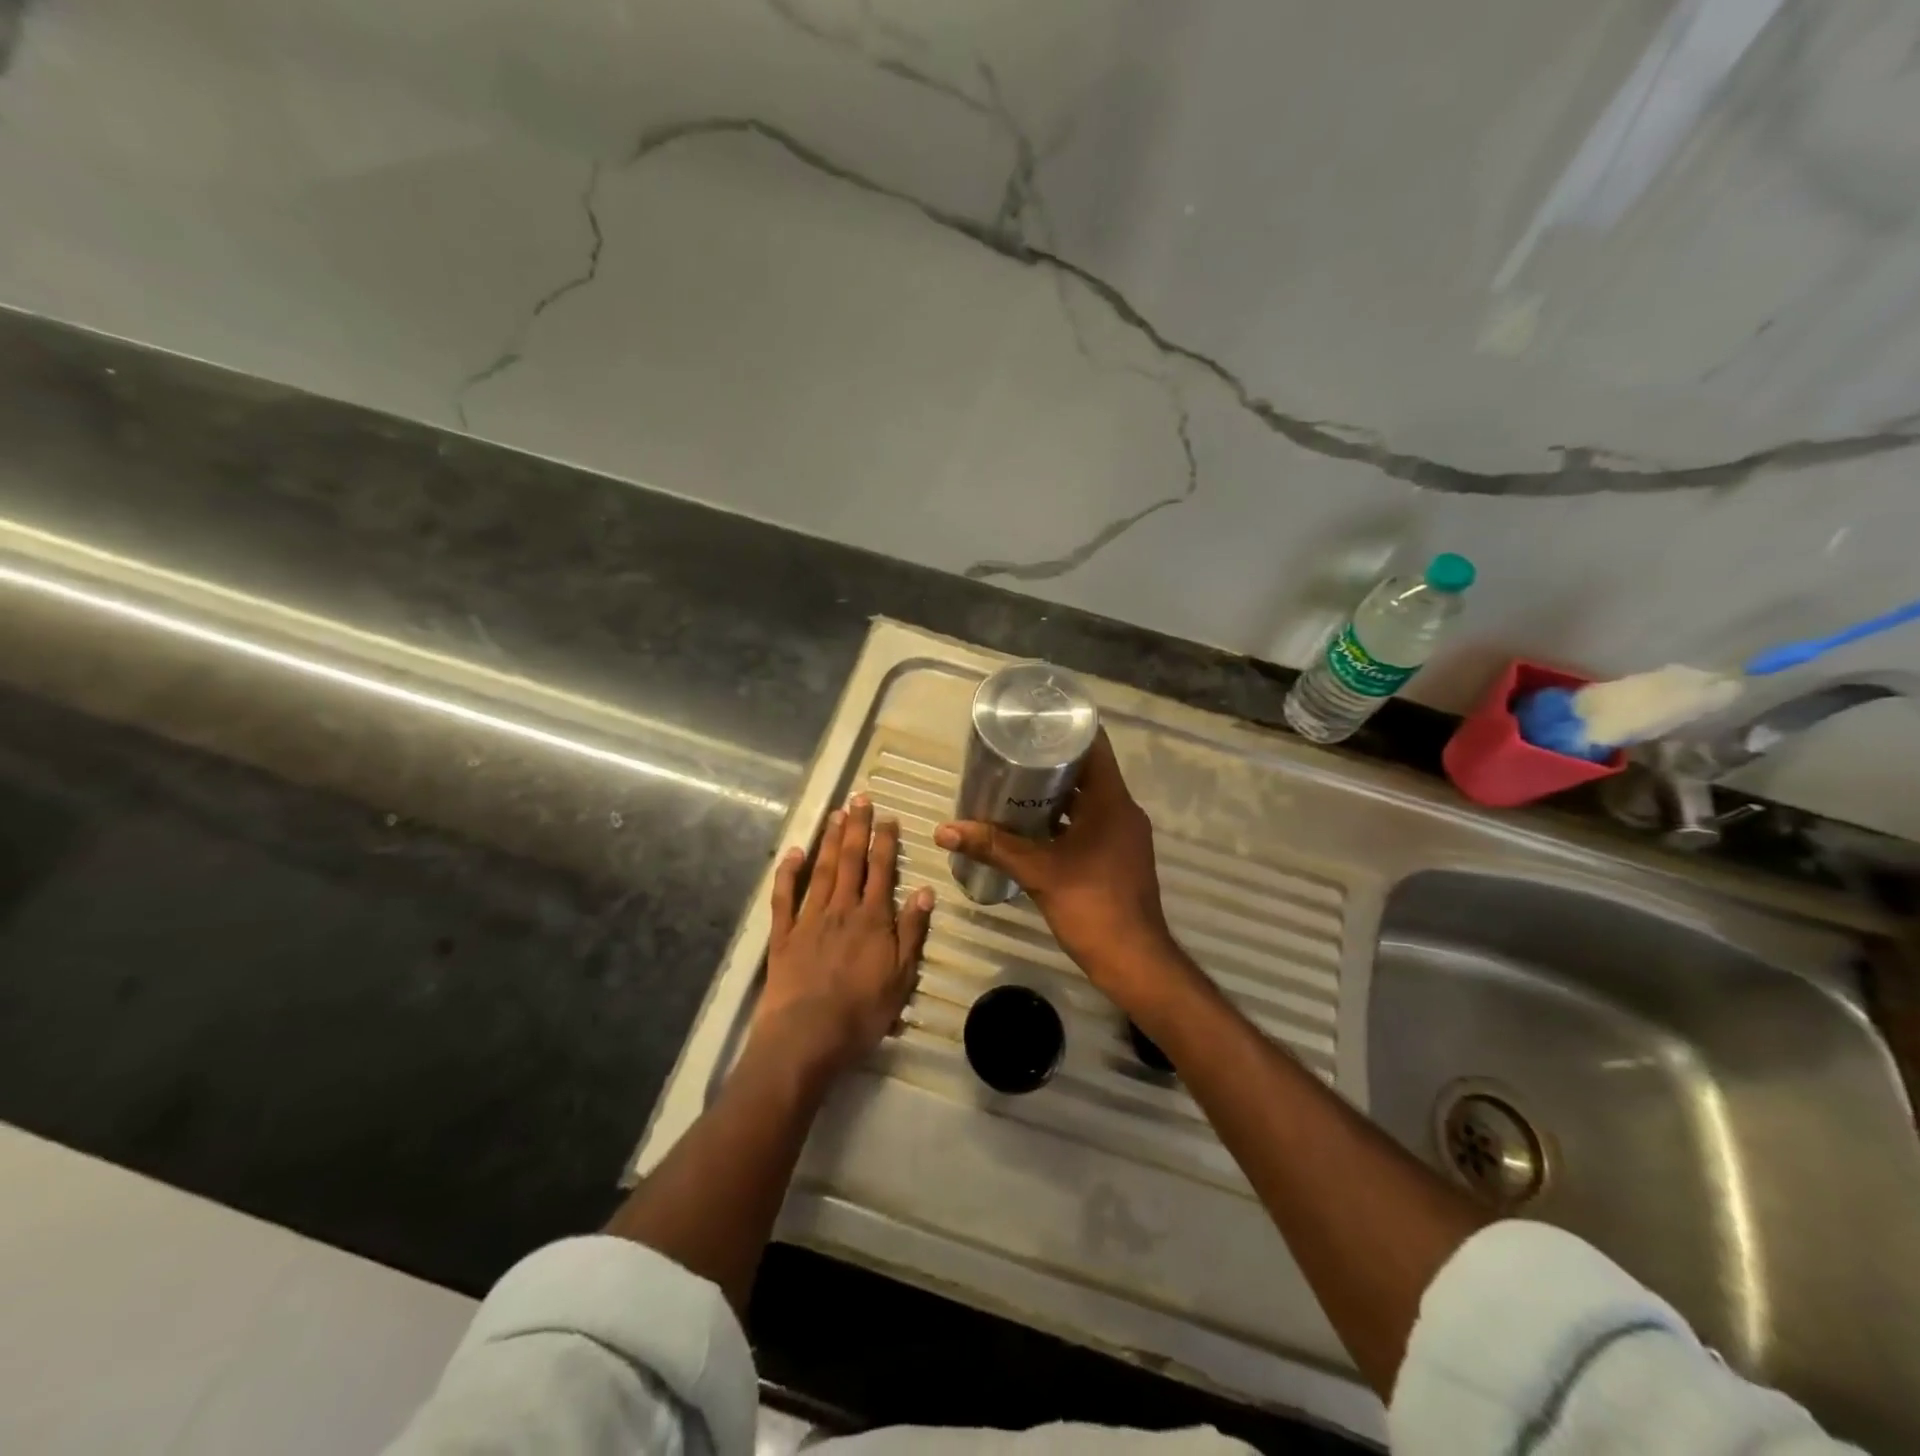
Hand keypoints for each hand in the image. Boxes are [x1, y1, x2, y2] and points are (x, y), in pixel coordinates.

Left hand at [753, 794, 933, 1075]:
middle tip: (859, 798)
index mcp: (872, 919)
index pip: (881, 870)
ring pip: (820, 870)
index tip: (888, 817)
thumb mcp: (901, 977)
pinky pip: (784, 897)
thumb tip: (924, 890)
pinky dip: (788, 873)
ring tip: (835, 813)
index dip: (885, 841)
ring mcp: (809, 919)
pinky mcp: (782, 935)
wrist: (806, 1037)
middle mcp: (841, 909)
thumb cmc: (861, 1013)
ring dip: (828, 840)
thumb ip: (912, 931)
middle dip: (856, 828)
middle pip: (850, 861)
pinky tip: (793, 853)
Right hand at [935, 732, 1184, 1007]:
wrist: (1133, 960)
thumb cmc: (1090, 905)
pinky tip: (1035, 827)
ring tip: (1016, 787)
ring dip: (1058, 793)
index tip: (1033, 723)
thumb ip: (992, 847)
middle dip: (1051, 762)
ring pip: (1090, 799)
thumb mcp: (1037, 872)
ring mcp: (1125, 834)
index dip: (1065, 730)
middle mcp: (1123, 810)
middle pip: (1089, 771)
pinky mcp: (1120, 855)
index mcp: (1112, 801)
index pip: (1094, 746)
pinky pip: (1093, 822)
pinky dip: (1067, 819)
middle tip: (1012, 755)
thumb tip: (944, 831)